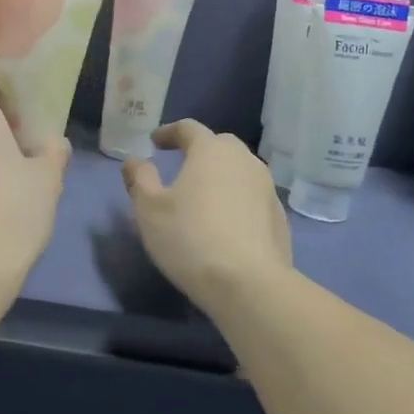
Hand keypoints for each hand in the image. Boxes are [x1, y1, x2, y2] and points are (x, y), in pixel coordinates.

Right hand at [122, 120, 293, 309]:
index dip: (169, 132)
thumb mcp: (149, 209)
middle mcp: (244, 160)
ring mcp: (267, 188)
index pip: (189, 128)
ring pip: (240, 171)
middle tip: (181, 165)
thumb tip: (134, 160)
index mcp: (211, 151)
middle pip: (220, 145)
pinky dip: (237, 201)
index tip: (155, 142)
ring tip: (204, 195)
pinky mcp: (279, 217)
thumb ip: (139, 179)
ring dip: (221, 176)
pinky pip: (253, 198)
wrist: (249, 284)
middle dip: (199, 150)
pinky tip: (226, 223)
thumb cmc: (190, 238)